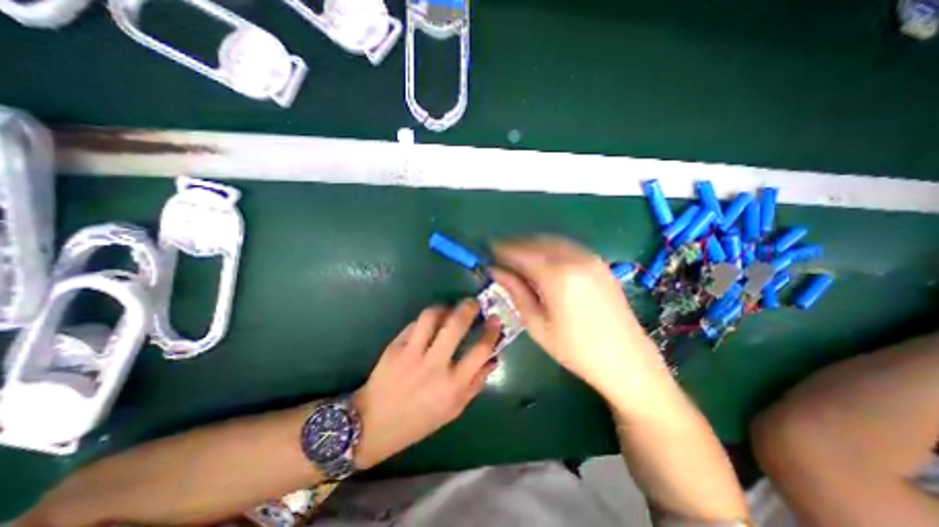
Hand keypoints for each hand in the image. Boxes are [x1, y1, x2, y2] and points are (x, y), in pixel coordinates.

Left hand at [349, 300, 498, 466]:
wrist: (373, 424)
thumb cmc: (419, 420)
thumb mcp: (453, 409)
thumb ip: (476, 383)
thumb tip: (493, 358)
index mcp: (453, 385)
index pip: (480, 350)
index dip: (491, 331)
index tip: (495, 320)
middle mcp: (434, 366)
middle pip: (456, 325)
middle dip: (469, 307)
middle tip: (473, 303)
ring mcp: (412, 353)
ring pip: (431, 316)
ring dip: (444, 307)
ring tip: (449, 308)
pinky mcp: (395, 346)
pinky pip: (414, 324)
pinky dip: (426, 319)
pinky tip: (429, 323)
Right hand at [488, 238, 663, 396]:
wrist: (626, 359)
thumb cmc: (576, 349)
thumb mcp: (537, 324)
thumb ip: (515, 291)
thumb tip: (494, 270)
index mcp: (557, 275)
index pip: (520, 252)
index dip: (500, 250)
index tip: (486, 253)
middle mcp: (575, 258)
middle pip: (535, 241)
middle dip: (514, 246)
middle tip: (499, 259)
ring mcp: (590, 258)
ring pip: (551, 241)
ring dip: (531, 246)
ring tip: (517, 261)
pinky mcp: (599, 262)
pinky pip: (567, 246)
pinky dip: (549, 249)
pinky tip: (542, 263)